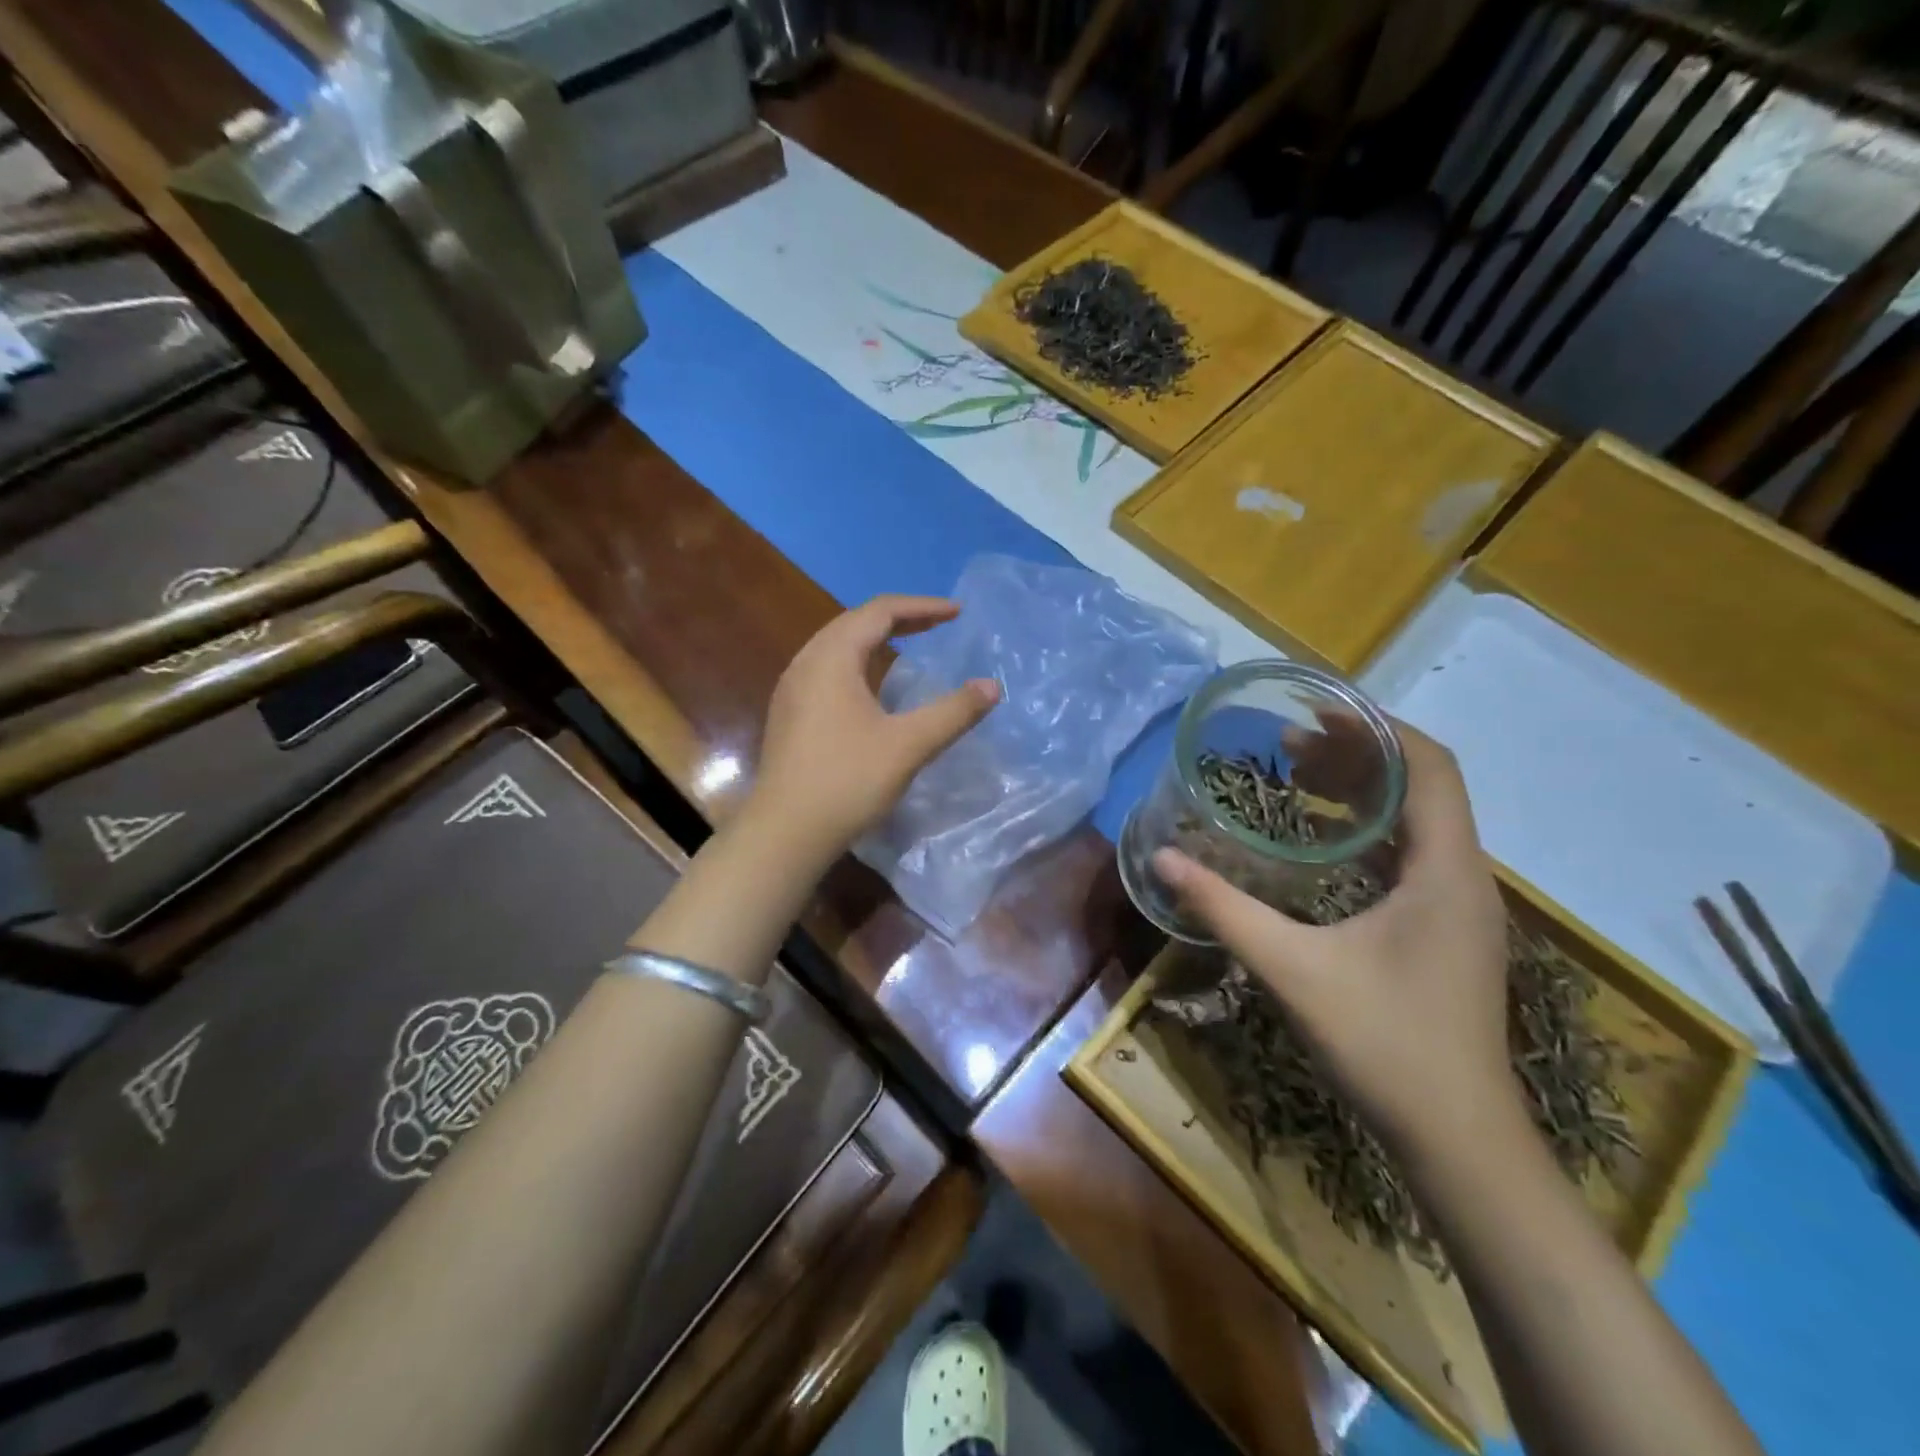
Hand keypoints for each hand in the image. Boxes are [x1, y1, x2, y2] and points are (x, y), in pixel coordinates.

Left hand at [748, 595, 1000, 861]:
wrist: (785, 832)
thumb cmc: (847, 781)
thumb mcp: (909, 745)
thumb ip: (953, 712)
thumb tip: (992, 686)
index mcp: (831, 658)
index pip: (879, 612)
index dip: (922, 607)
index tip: (958, 613)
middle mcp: (806, 662)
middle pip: (855, 622)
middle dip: (900, 618)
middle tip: (938, 624)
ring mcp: (792, 688)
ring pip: (837, 645)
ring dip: (876, 639)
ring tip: (909, 645)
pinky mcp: (789, 713)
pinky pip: (828, 668)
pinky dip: (858, 662)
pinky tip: (873, 686)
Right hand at [1153, 725, 1520, 1165]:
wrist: (1459, 1143)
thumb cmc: (1385, 1044)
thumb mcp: (1292, 968)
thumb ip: (1225, 909)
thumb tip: (1164, 859)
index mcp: (1445, 871)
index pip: (1430, 766)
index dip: (1376, 727)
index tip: (1315, 711)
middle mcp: (1464, 878)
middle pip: (1422, 788)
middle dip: (1357, 756)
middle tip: (1287, 746)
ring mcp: (1459, 908)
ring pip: (1417, 824)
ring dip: (1362, 794)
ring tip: (1298, 780)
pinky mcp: (1445, 933)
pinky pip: (1410, 857)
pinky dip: (1367, 833)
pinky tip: (1322, 846)